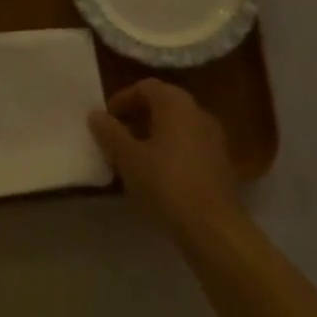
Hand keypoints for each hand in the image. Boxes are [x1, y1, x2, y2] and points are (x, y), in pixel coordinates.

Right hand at [90, 79, 238, 233]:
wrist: (214, 229)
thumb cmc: (166, 183)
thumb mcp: (128, 157)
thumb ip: (109, 132)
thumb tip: (95, 114)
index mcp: (175, 103)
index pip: (145, 87)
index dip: (122, 100)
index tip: (106, 121)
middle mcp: (198, 112)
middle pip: (162, 105)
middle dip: (137, 118)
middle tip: (117, 138)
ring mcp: (214, 138)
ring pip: (177, 127)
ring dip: (153, 137)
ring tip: (134, 160)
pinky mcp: (221, 164)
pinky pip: (190, 147)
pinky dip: (171, 153)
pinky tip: (158, 177)